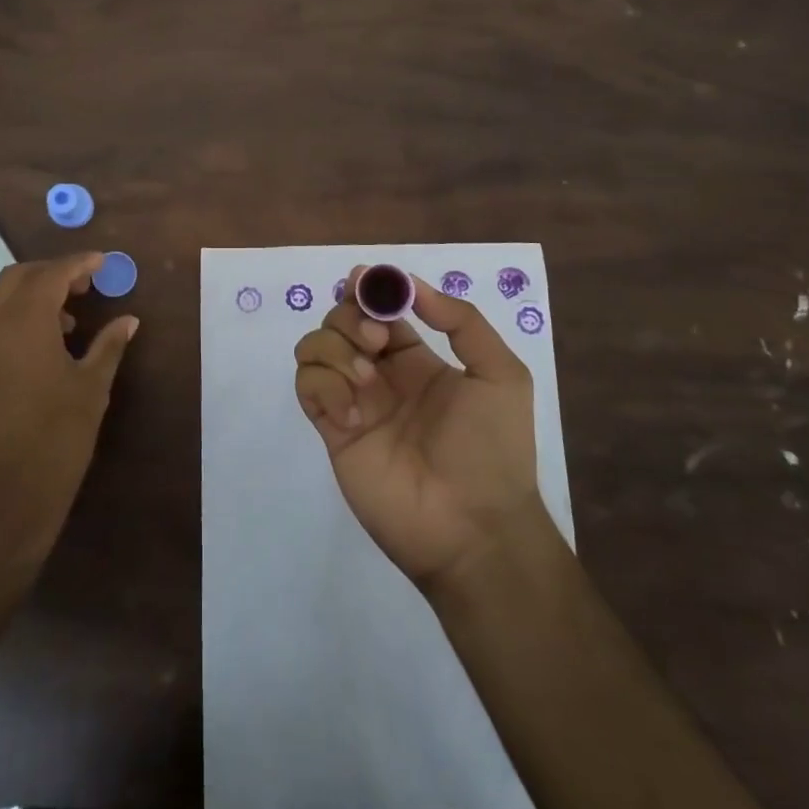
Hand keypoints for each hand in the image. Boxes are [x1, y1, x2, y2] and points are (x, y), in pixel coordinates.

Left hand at [0, 253, 137, 571]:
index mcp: (23, 321)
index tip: (103, 263)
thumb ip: (108, 347)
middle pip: (18, 278)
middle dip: (51, 273)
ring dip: (30, 296)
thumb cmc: (53, 443)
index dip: (79, 264)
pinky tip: (40, 349)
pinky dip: (12, 320)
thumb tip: (128, 320)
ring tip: (67, 320)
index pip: (51, 273)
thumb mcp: (90, 391)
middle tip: (85, 286)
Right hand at [294, 269, 545, 590]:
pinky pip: (307, 386)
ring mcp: (353, 400)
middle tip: (376, 342)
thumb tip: (410, 284)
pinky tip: (353, 415)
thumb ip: (461, 321)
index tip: (364, 280)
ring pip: (315, 346)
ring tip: (366, 381)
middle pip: (341, 320)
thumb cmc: (493, 448)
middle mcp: (380, 374)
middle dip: (351, 317)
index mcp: (417, 359)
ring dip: (334, 349)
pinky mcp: (333, 430)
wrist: (474, 528)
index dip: (369, 289)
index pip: (380, 309)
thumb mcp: (500, 374)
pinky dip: (323, 386)